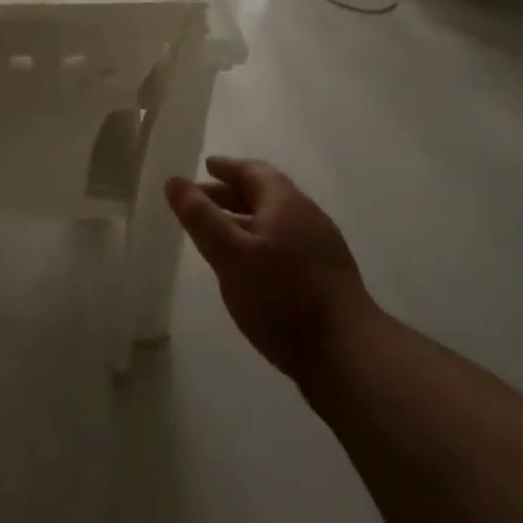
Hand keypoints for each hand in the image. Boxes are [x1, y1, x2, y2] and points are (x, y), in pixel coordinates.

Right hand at [166, 158, 374, 389]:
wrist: (348, 356)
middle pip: (266, 195)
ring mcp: (321, 249)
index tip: (205, 166)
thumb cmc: (282, 296)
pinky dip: (260, 242)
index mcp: (286, 204)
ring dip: (245, 219)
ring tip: (218, 234)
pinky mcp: (326, 279)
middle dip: (231, 194)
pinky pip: (285, 244)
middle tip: (201, 200)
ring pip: (276, 222)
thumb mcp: (230, 254)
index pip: (254, 171)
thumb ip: (200, 217)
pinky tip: (248, 266)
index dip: (227, 167)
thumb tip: (174, 181)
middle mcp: (308, 218)